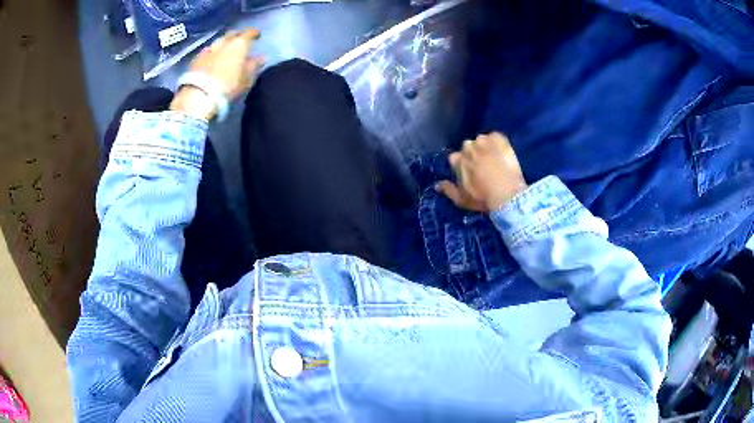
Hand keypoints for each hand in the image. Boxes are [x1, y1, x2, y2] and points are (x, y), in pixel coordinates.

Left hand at [170, 29, 264, 119]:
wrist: (198, 97)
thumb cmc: (228, 87)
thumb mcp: (246, 78)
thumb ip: (254, 66)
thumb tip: (262, 58)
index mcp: (239, 44)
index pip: (249, 33)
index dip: (254, 33)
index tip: (257, 35)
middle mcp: (224, 42)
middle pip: (232, 34)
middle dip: (237, 36)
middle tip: (241, 41)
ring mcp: (208, 50)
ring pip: (219, 42)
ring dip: (224, 44)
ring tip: (226, 50)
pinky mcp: (196, 60)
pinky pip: (208, 51)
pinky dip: (213, 53)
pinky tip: (213, 59)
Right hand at [436, 133, 527, 211]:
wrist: (506, 193)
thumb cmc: (482, 198)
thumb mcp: (461, 200)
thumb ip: (448, 190)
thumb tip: (437, 185)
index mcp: (457, 160)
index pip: (455, 158)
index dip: (463, 165)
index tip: (471, 173)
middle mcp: (467, 146)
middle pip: (469, 148)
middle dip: (475, 155)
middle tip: (485, 168)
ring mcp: (483, 140)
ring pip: (482, 141)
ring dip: (486, 148)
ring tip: (496, 161)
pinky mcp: (498, 138)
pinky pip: (496, 137)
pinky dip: (498, 143)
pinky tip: (503, 154)